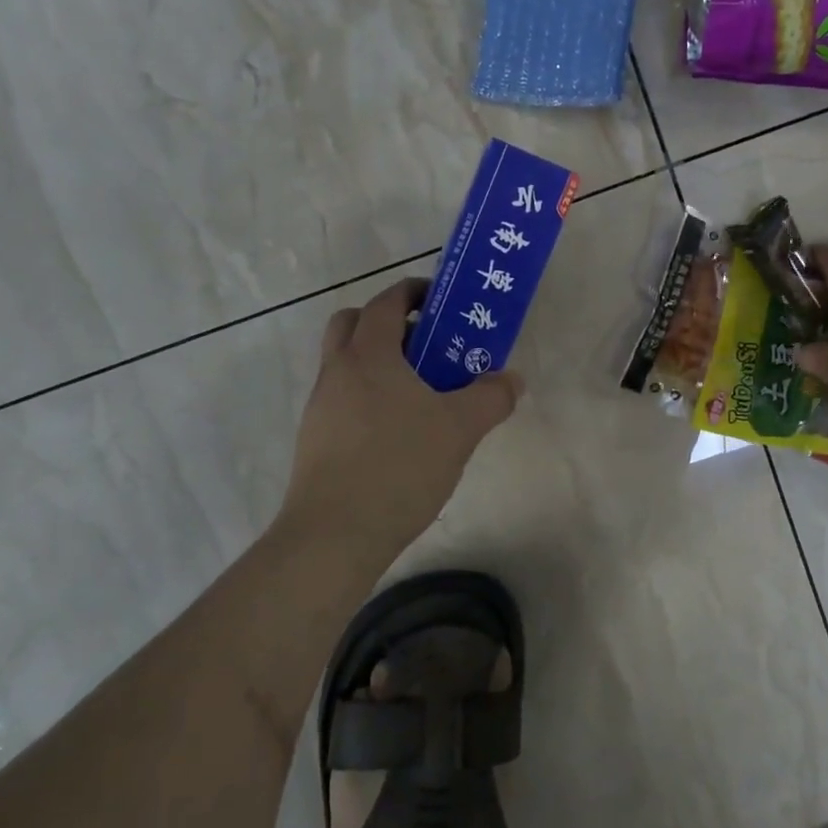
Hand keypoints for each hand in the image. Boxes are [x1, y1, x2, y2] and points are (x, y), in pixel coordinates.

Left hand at [282, 278, 520, 559]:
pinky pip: (343, 399)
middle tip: (427, 345)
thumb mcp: (460, 429)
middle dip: (389, 323)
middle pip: (353, 324)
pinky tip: (399, 433)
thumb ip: (491, 397)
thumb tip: (512, 379)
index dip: (413, 292)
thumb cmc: (399, 466)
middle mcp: (337, 371)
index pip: (386, 302)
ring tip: (421, 394)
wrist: (335, 535)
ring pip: (346, 364)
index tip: (441, 301)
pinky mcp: (316, 439)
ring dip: (379, 363)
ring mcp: (320, 406)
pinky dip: (369, 397)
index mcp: (369, 355)